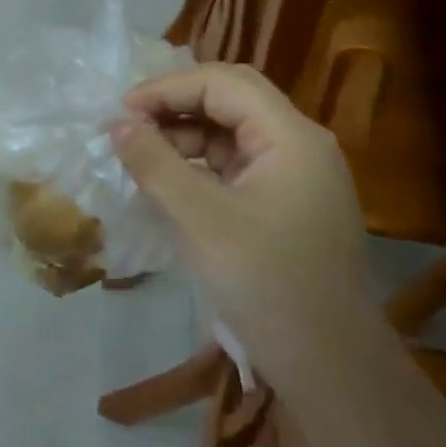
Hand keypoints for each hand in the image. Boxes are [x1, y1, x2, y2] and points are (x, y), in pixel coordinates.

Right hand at [111, 64, 371, 379]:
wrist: (329, 362)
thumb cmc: (266, 281)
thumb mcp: (199, 218)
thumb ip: (155, 163)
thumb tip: (116, 124)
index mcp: (290, 136)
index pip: (222, 84)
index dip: (166, 89)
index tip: (119, 112)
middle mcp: (298, 145)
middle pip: (230, 99)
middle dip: (175, 105)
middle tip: (128, 126)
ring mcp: (295, 176)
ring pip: (230, 132)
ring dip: (183, 135)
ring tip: (140, 156)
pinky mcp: (284, 204)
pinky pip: (235, 165)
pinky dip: (197, 164)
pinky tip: (167, 183)